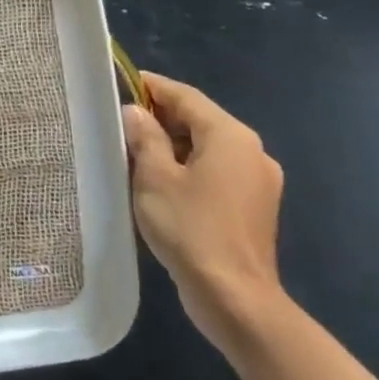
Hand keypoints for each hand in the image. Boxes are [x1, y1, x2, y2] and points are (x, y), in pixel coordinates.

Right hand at [122, 72, 284, 346]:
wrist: (234, 297)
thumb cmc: (190, 228)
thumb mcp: (154, 177)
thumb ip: (144, 137)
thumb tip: (136, 112)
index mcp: (230, 136)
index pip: (186, 97)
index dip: (152, 87)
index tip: (121, 82)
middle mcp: (252, 152)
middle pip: (199, 121)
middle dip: (160, 117)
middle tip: (120, 121)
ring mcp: (258, 181)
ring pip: (207, 148)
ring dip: (172, 144)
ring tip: (133, 151)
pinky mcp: (254, 206)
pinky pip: (216, 171)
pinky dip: (189, 167)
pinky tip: (160, 182)